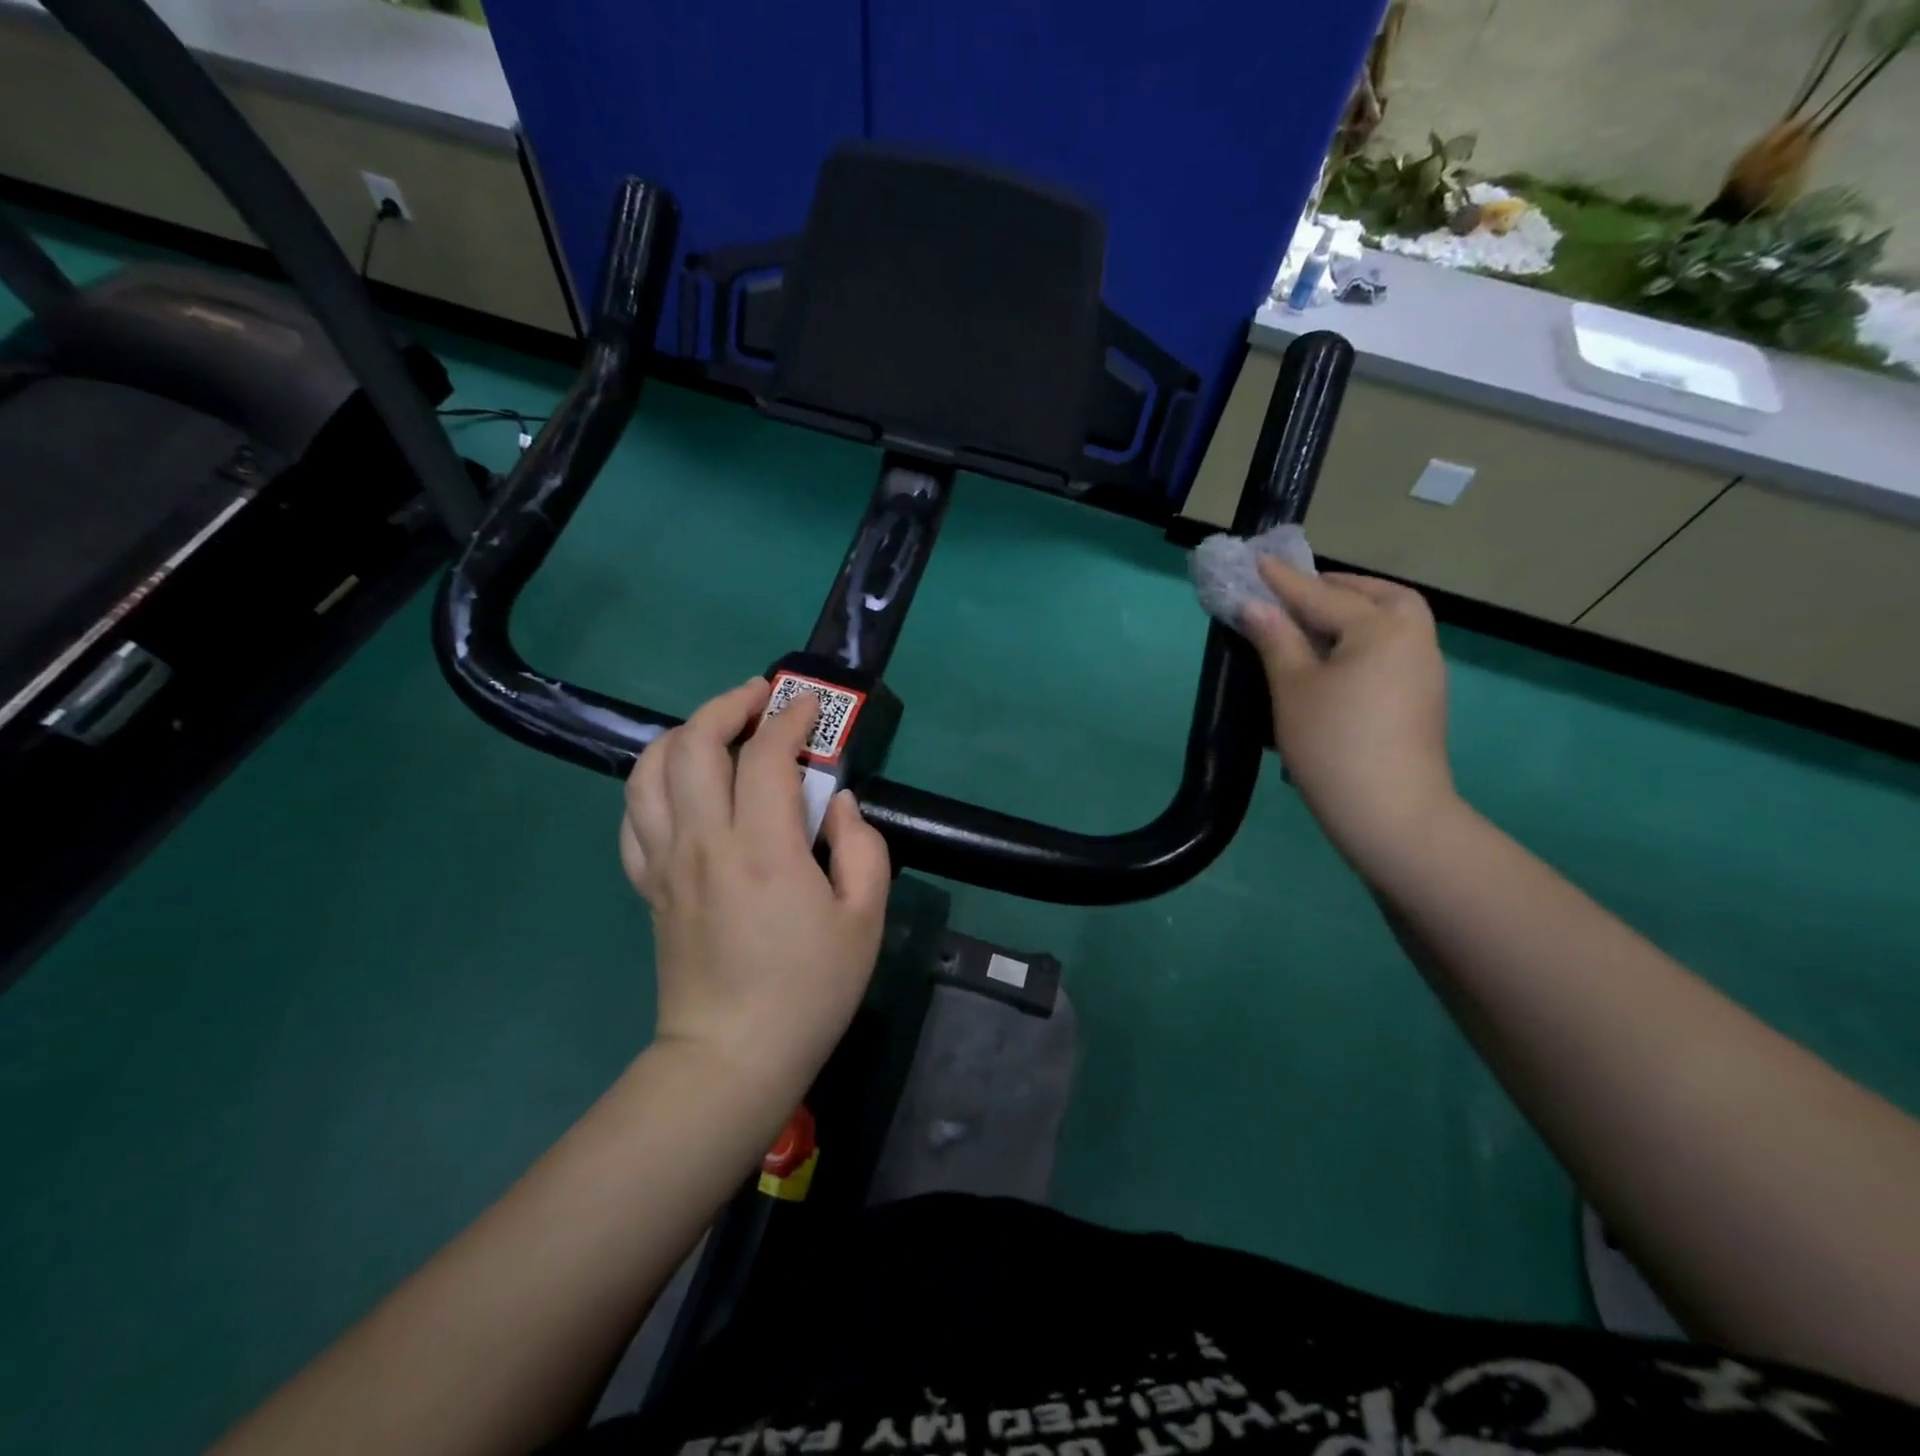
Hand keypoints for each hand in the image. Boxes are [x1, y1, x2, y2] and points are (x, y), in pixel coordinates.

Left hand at [619, 678, 891, 1100]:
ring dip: (684, 733)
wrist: (731, 1056)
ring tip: (718, 729)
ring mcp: (665, 861)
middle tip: (761, 699)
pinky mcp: (648, 883)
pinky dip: (654, 780)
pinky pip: (633, 814)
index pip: (766, 755)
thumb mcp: (864, 919)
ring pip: (651, 770)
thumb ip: (862, 848)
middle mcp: (703, 842)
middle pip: (694, 744)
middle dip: (728, 705)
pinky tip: (682, 783)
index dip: (791, 719)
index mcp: (763, 849)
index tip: (811, 708)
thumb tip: (838, 804)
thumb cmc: (809, 989)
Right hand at [1240, 561, 1458, 872]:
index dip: (1283, 581)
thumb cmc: (1333, 744)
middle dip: (1337, 589)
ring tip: (1313, 625)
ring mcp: (1425, 670)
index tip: (1256, 561)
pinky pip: (1393, 650)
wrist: (1390, 814)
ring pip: (1392, 623)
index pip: (1321, 596)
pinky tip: (1336, 661)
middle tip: (1297, 594)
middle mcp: (1414, 638)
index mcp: (1383, 627)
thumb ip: (1275, 639)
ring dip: (1355, 613)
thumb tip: (1254, 606)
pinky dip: (1365, 640)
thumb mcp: (1292, 687)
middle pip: (1378, 597)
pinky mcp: (1423, 699)